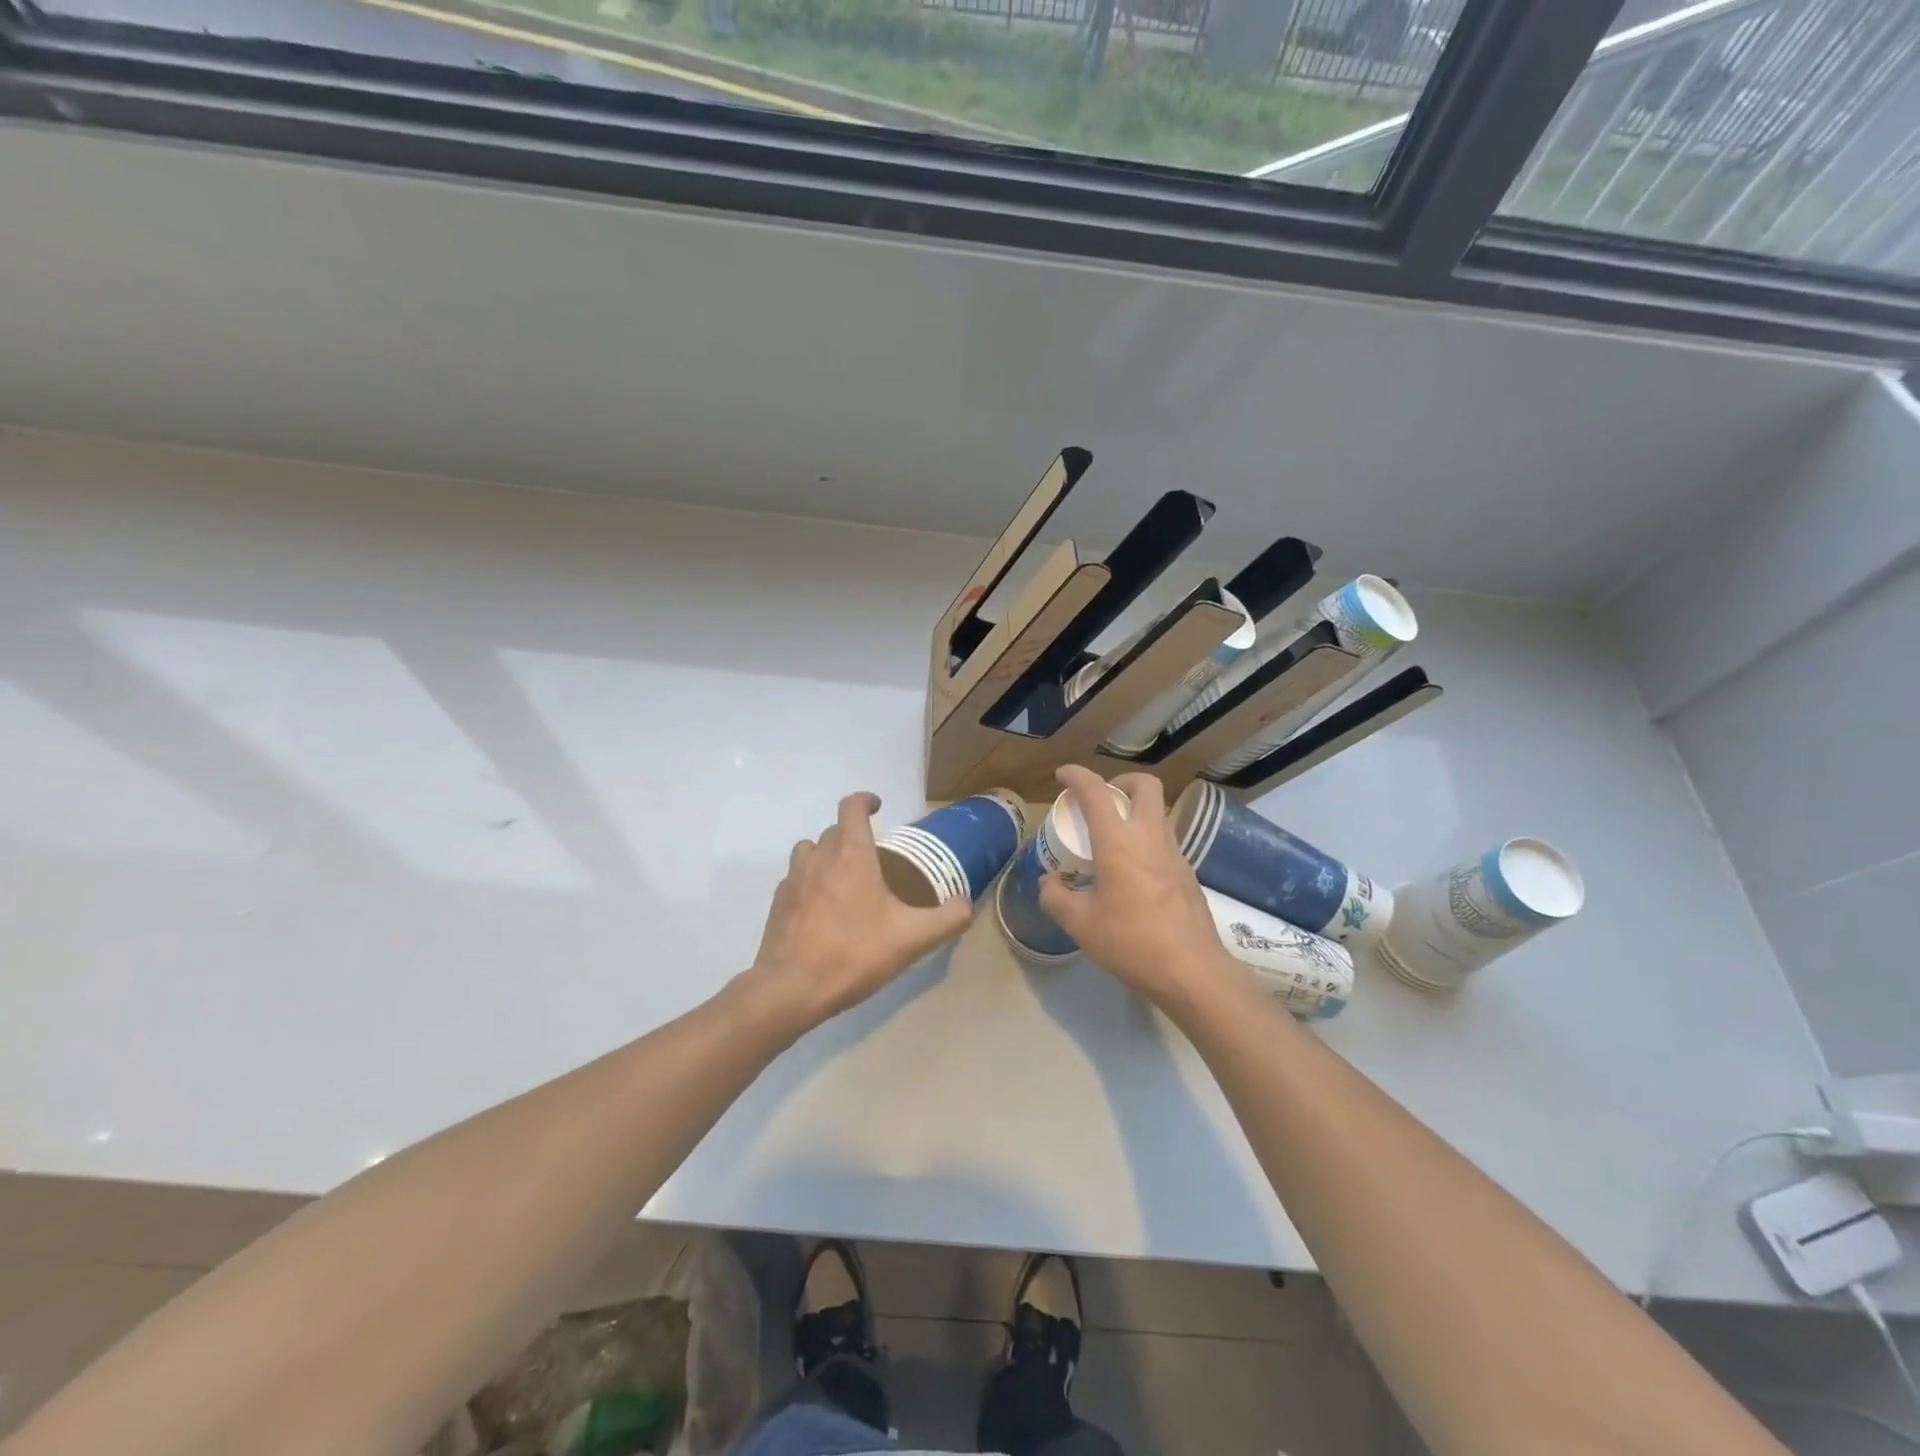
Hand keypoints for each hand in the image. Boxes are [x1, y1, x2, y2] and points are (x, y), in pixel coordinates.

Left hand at [748, 791, 971, 1030]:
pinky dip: (809, 884)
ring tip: (844, 879)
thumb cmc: (854, 952)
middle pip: (833, 830)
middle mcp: (818, 857)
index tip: (878, 807)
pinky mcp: (778, 904)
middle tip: (873, 858)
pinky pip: (795, 880)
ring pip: (809, 851)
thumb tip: (965, 905)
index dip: (865, 800)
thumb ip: (947, 919)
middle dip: (852, 835)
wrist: (792, 988)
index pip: (851, 807)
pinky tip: (822, 911)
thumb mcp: (912, 938)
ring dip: (826, 855)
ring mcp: (793, 880)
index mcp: (851, 854)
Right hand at [1038, 766, 1235, 1014]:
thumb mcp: (1081, 925)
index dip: (1077, 776)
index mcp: (1119, 842)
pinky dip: (1146, 839)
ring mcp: (1175, 853)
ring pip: (1158, 811)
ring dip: (1135, 811)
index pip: (1096, 793)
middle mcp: (1150, 837)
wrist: (1193, 971)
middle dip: (1120, 781)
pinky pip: (1165, 840)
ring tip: (1113, 837)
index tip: (1063, 775)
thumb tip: (1048, 882)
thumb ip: (1057, 898)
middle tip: (1101, 800)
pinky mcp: (1188, 873)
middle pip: (1144, 786)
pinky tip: (1133, 870)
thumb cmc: (1132, 942)